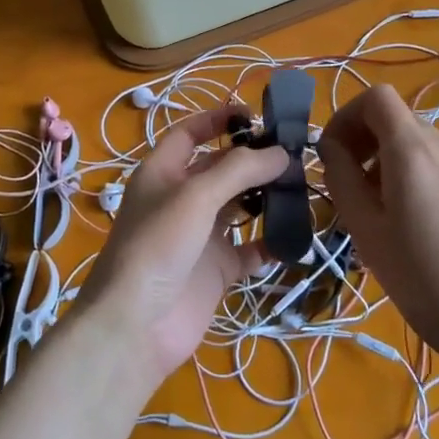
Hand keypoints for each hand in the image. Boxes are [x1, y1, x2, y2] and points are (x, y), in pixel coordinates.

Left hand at [77, 106, 288, 386]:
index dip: (217, 120)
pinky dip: (271, 243)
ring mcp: (200, 236)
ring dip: (267, 198)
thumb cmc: (158, 245)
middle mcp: (181, 200)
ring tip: (302, 187)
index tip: (255, 114)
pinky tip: (295, 236)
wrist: (137, 325)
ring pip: (239, 207)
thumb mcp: (196, 195)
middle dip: (254, 160)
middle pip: (221, 170)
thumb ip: (239, 170)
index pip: (190, 134)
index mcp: (163, 173)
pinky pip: (250, 250)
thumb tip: (281, 153)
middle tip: (294, 154)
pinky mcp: (216, 269)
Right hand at [318, 84, 438, 368]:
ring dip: (388, 163)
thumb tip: (330, 148)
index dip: (346, 116)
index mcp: (412, 150)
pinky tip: (417, 226)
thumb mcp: (369, 233)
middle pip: (395, 121)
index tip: (332, 154)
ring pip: (417, 145)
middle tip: (351, 191)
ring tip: (381, 215)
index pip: (376, 97)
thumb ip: (343, 181)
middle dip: (364, 144)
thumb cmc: (427, 280)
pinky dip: (416, 177)